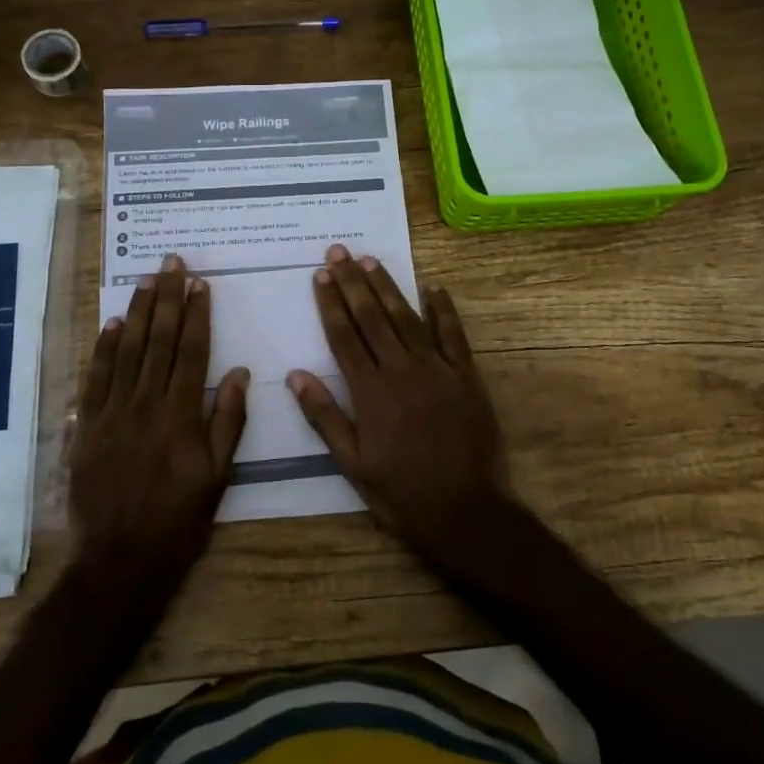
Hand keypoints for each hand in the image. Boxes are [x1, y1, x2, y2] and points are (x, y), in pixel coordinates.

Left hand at [71, 255, 248, 588]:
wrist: (121, 559)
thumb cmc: (179, 519)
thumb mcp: (218, 476)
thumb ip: (228, 420)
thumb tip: (237, 371)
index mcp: (181, 414)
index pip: (191, 351)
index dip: (196, 314)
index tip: (199, 283)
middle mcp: (146, 404)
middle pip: (158, 341)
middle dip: (167, 298)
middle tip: (171, 263)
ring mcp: (112, 413)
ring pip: (126, 351)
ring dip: (137, 312)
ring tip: (146, 280)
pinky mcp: (87, 427)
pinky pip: (95, 378)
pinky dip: (103, 348)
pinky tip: (111, 323)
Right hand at [288, 244, 514, 574]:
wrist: (466, 512)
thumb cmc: (402, 492)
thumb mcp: (353, 464)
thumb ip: (325, 416)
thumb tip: (296, 375)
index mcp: (371, 391)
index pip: (344, 336)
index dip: (331, 303)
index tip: (320, 274)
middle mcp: (402, 370)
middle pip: (372, 317)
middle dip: (352, 282)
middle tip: (338, 251)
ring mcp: (437, 369)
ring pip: (407, 318)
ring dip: (388, 287)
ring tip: (370, 261)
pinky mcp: (466, 376)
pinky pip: (453, 335)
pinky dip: (443, 310)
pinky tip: (433, 288)